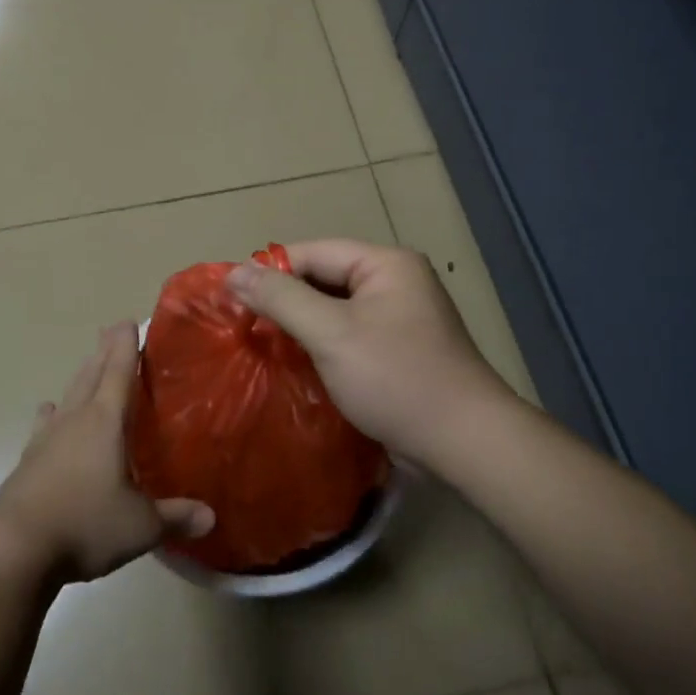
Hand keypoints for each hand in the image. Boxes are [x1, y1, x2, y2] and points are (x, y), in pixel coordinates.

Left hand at [0, 324, 213, 583]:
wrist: (14, 549)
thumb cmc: (84, 524)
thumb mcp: (140, 526)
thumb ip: (175, 517)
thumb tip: (211, 517)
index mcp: (104, 423)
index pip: (118, 372)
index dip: (126, 346)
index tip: (128, 321)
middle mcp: (74, 420)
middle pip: (91, 375)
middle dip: (104, 352)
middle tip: (112, 331)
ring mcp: (46, 439)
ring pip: (68, 396)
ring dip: (81, 377)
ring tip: (88, 365)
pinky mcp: (28, 461)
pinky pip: (45, 425)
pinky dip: (51, 414)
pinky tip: (48, 410)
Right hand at [228, 239, 514, 465]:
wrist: (464, 442)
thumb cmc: (396, 378)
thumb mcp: (331, 333)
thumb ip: (281, 299)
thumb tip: (233, 272)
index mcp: (385, 264)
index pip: (313, 252)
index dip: (270, 271)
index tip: (231, 298)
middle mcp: (396, 281)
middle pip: (324, 278)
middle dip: (285, 300)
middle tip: (243, 324)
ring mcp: (400, 317)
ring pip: (335, 308)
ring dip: (301, 325)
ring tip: (262, 343)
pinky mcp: (399, 349)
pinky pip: (349, 334)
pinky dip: (322, 344)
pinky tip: (296, 363)